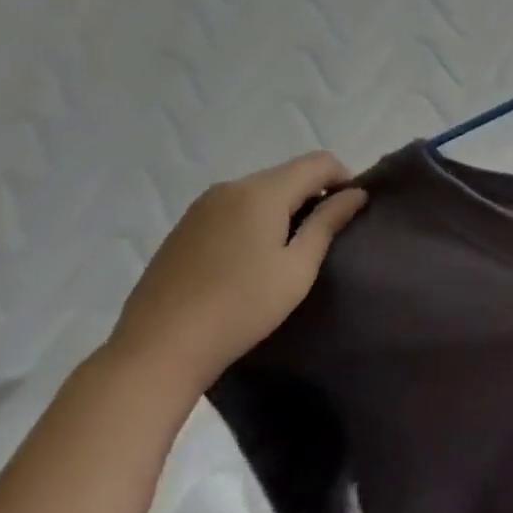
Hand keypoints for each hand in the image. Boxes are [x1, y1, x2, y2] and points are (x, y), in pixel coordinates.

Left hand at [108, 152, 366, 393]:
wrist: (157, 350)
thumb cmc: (241, 308)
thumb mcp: (298, 268)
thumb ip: (328, 223)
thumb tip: (355, 193)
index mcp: (262, 191)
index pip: (318, 162)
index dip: (343, 179)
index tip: (350, 213)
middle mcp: (231, 186)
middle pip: (288, 174)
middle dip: (313, 195)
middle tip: (322, 238)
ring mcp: (202, 206)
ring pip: (259, 191)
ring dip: (283, 208)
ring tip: (286, 252)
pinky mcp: (183, 227)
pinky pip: (233, 208)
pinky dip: (253, 220)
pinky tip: (249, 261)